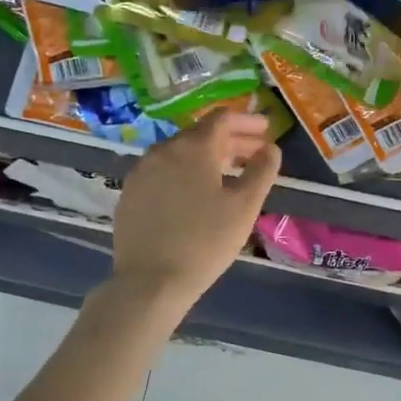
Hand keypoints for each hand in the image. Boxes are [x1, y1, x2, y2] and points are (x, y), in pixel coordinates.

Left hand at [109, 109, 281, 311]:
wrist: (150, 281)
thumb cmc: (205, 241)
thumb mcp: (244, 207)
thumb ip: (262, 171)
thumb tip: (270, 148)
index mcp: (193, 147)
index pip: (222, 119)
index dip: (247, 121)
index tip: (266, 130)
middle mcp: (163, 150)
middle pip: (200, 134)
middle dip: (230, 140)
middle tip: (254, 153)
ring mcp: (141, 171)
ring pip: (180, 153)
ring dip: (207, 157)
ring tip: (228, 174)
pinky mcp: (130, 193)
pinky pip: (163, 172)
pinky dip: (184, 173)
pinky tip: (195, 193)